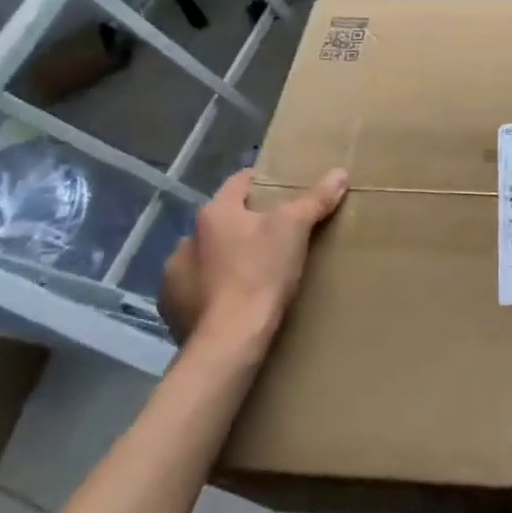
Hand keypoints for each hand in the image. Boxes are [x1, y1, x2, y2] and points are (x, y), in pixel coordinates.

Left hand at [161, 167, 347, 354]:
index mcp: (214, 213)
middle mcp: (187, 238)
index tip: (283, 188)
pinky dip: (211, 288)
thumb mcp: (295, 229)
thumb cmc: (261, 274)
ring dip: (223, 257)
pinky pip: (194, 288)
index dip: (262, 181)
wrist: (229, 340)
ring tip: (253, 270)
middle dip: (245, 224)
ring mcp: (173, 275)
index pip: (239, 182)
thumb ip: (316, 199)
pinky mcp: (172, 308)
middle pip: (223, 220)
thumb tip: (339, 173)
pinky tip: (232, 299)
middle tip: (276, 234)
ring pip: (206, 255)